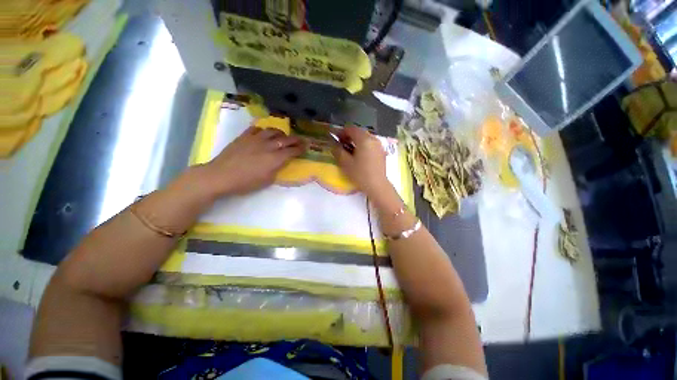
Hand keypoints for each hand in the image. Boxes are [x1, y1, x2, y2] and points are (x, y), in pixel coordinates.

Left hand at [203, 126, 303, 196]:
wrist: (221, 175)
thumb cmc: (246, 183)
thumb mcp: (267, 180)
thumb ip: (277, 169)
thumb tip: (281, 162)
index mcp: (275, 159)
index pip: (292, 151)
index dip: (301, 149)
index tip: (306, 147)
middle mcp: (268, 146)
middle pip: (286, 139)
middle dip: (295, 139)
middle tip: (300, 140)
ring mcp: (255, 139)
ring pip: (272, 131)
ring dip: (281, 133)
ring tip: (283, 136)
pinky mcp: (244, 136)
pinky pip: (257, 128)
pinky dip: (264, 130)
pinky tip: (264, 134)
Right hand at [332, 126, 390, 197]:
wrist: (377, 186)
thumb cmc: (360, 174)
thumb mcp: (345, 163)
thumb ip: (338, 151)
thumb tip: (334, 144)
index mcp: (364, 140)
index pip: (351, 129)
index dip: (341, 131)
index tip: (335, 138)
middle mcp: (373, 139)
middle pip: (359, 132)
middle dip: (349, 136)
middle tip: (341, 144)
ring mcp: (379, 145)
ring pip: (365, 138)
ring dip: (356, 140)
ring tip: (349, 150)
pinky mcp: (381, 152)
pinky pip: (370, 144)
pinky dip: (363, 145)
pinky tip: (358, 154)